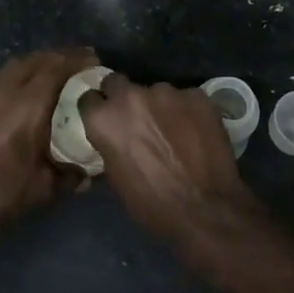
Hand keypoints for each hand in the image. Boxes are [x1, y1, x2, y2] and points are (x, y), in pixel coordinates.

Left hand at [0, 47, 98, 236]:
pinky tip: (22, 96)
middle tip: (77, 61)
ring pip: (13, 68)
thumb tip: (87, 174)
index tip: (93, 59)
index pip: (55, 68)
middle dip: (58, 56)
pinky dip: (17, 78)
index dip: (76, 60)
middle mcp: (4, 93)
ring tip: (52, 72)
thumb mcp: (42, 190)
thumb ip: (69, 177)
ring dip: (35, 64)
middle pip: (34, 60)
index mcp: (27, 106)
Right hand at [79, 75, 260, 248]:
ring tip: (172, 130)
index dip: (97, 110)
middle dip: (122, 97)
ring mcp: (167, 92)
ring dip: (158, 106)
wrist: (205, 210)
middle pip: (117, 82)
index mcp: (105, 118)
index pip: (89, 98)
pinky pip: (185, 98)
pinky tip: (195, 132)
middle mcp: (131, 96)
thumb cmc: (152, 204)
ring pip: (155, 91)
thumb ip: (110, 145)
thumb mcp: (116, 177)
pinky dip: (186, 112)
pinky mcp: (197, 95)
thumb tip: (114, 138)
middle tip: (134, 119)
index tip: (105, 120)